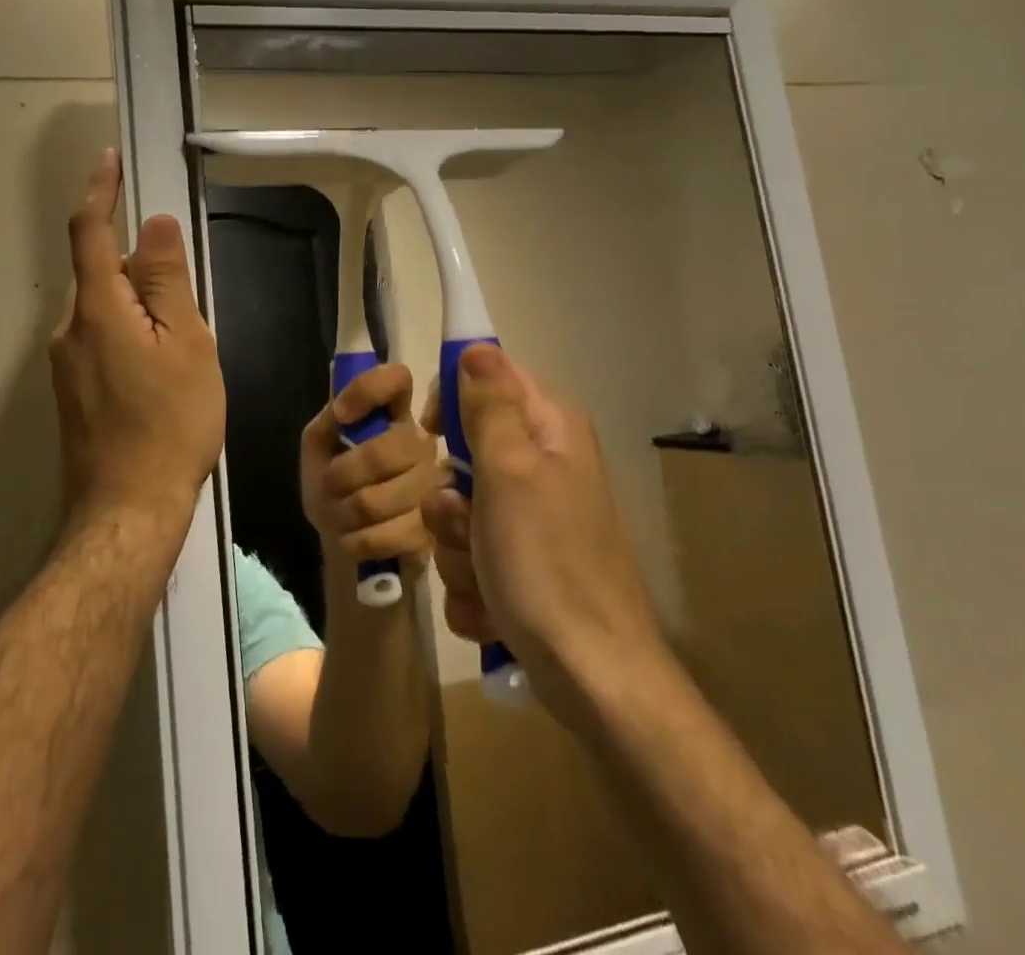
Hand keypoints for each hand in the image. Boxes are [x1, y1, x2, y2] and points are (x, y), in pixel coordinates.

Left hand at [50, 149, 225, 532]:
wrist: (127, 511)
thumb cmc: (170, 424)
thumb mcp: (185, 345)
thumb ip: (166, 281)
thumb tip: (153, 225)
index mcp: (97, 309)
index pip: (90, 231)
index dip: (100, 191)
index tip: (109, 161)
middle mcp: (69, 329)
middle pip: (100, 272)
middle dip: (137, 267)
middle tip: (186, 305)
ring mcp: (65, 364)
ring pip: (103, 310)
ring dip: (138, 307)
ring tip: (181, 350)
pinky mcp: (72, 391)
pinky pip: (100, 340)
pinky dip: (129, 334)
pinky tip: (161, 375)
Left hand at [300, 363, 444, 572]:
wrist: (342, 536)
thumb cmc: (331, 480)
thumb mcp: (319, 443)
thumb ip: (330, 419)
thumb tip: (343, 411)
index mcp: (394, 413)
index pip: (396, 379)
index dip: (368, 390)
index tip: (341, 414)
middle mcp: (422, 443)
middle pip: (390, 449)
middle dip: (344, 474)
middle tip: (329, 485)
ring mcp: (434, 487)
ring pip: (381, 499)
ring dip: (345, 512)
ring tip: (339, 513)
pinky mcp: (433, 531)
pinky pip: (388, 535)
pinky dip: (358, 539)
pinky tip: (354, 536)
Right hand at [421, 344, 662, 705]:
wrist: (592, 678)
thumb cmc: (546, 564)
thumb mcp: (510, 473)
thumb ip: (489, 407)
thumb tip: (477, 346)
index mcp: (550, 430)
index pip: (490, 377)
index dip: (452, 398)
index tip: (432, 433)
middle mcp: (543, 465)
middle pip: (465, 450)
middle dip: (450, 495)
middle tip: (465, 522)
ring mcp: (532, 518)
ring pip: (459, 509)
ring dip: (455, 545)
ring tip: (484, 576)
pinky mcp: (521, 563)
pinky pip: (469, 553)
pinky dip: (471, 581)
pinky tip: (492, 605)